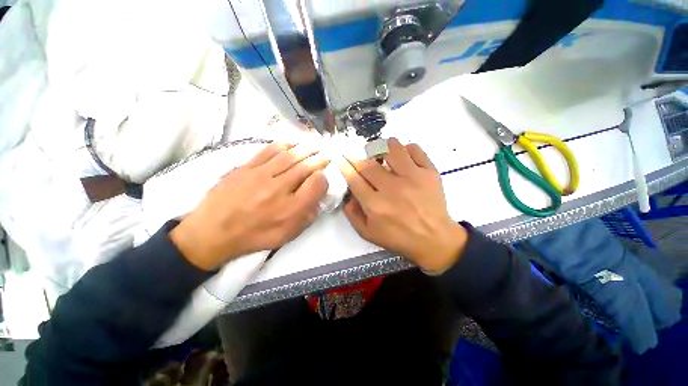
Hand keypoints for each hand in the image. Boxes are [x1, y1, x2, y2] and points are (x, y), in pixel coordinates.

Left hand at [171, 143, 328, 270]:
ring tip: (314, 145)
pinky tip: (291, 144)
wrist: (213, 232)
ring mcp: (261, 175)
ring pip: (289, 156)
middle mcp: (279, 189)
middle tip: (326, 154)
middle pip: (305, 167)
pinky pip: (268, 151)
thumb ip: (308, 217)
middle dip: (319, 159)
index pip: (316, 184)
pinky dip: (283, 145)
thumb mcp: (287, 235)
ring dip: (305, 149)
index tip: (323, 178)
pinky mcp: (246, 167)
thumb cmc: (255, 235)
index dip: (323, 179)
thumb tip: (318, 198)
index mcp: (291, 209)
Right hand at [339, 138, 466, 272]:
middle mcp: (392, 188)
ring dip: (381, 147)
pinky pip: (414, 149)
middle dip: (357, 157)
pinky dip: (405, 149)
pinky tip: (402, 157)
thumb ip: (352, 214)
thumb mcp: (368, 233)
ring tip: (380, 154)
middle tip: (357, 156)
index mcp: (375, 205)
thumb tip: (347, 195)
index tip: (342, 159)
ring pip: (392, 149)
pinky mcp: (429, 172)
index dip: (345, 166)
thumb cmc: (399, 237)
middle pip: (368, 164)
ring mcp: (412, 177)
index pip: (354, 178)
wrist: (434, 239)